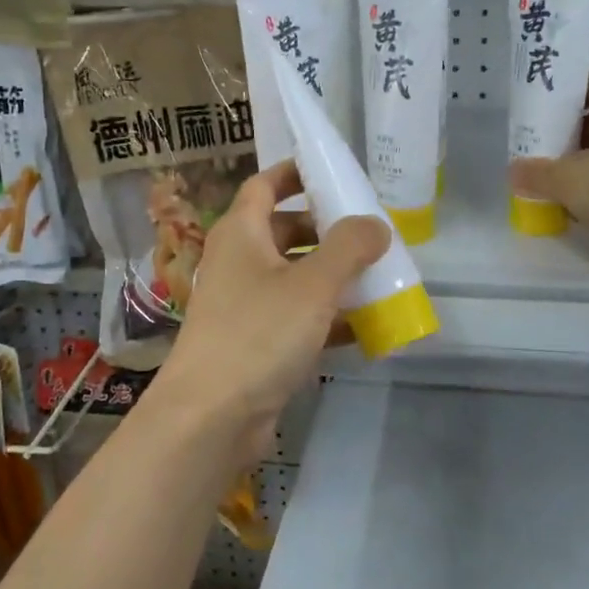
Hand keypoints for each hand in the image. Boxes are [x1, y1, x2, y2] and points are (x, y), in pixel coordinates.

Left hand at [159, 161, 390, 458]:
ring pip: (293, 277)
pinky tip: (364, 328)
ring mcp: (244, 306)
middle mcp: (238, 263)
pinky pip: (296, 318)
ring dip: (331, 277)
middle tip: (369, 233)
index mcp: (241, 233)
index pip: (265, 185)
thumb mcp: (312, 283)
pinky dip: (326, 318)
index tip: (333, 171)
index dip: (295, 173)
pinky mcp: (254, 344)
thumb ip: (349, 247)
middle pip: (284, 231)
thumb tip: (376, 224)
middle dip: (326, 230)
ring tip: (377, 278)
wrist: (211, 417)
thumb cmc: (258, 334)